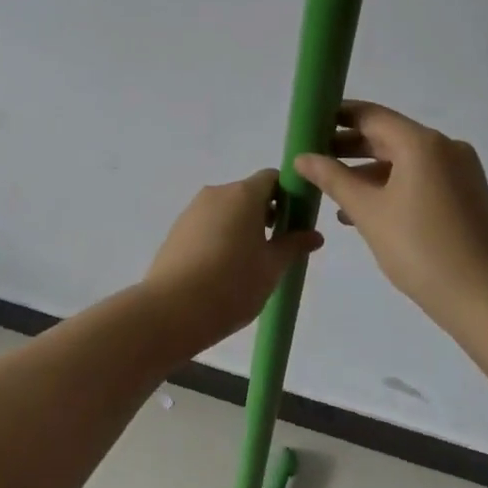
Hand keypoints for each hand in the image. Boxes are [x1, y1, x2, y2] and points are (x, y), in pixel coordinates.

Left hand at [142, 170, 322, 352]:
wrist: (172, 308)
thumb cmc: (232, 283)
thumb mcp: (272, 267)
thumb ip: (293, 246)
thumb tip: (314, 235)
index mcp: (243, 194)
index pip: (271, 178)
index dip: (287, 195)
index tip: (295, 221)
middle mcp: (216, 193)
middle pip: (247, 193)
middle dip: (265, 214)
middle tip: (276, 248)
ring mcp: (192, 210)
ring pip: (226, 210)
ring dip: (241, 227)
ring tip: (249, 264)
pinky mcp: (177, 229)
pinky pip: (207, 224)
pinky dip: (220, 237)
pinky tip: (222, 270)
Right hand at [294, 101, 487, 327]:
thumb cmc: (423, 250)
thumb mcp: (369, 212)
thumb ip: (332, 179)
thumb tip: (301, 157)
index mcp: (422, 143)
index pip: (370, 115)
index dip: (336, 116)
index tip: (306, 125)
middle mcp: (444, 148)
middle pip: (387, 135)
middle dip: (348, 146)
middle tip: (311, 158)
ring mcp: (459, 172)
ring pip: (402, 160)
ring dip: (366, 171)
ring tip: (330, 189)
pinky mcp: (465, 196)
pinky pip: (419, 179)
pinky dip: (390, 187)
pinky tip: (362, 211)